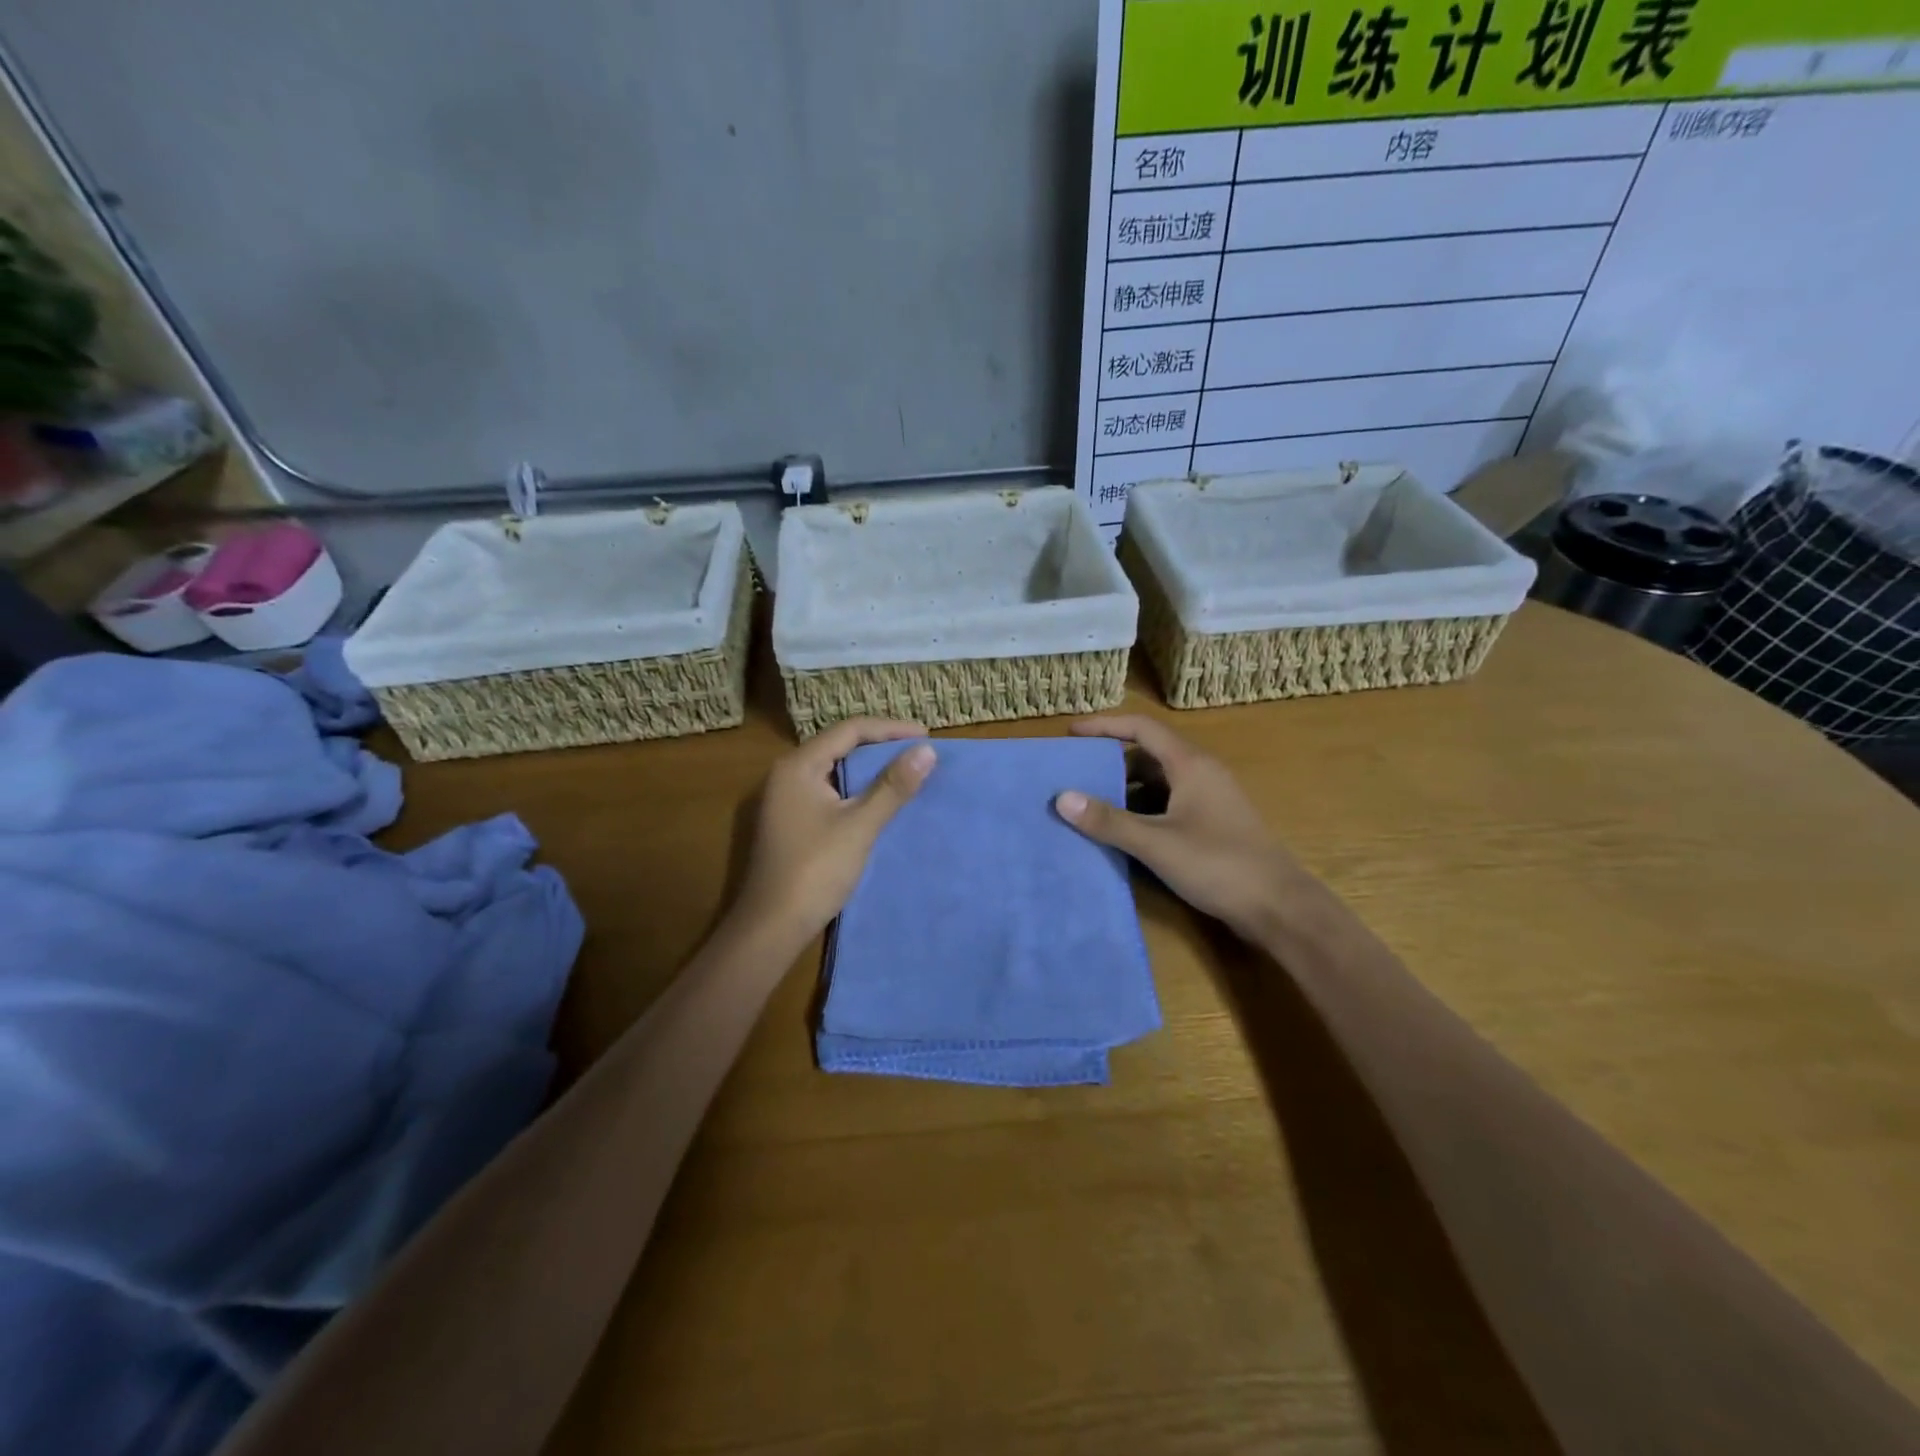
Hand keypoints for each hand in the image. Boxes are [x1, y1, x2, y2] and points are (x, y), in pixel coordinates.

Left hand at [732, 718, 935, 945]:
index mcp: (798, 766)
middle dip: (881, 746)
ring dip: (870, 769)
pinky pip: (831, 791)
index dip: (890, 729)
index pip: (849, 730)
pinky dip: (858, 789)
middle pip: (840, 745)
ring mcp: (787, 799)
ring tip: (907, 771)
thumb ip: (893, 786)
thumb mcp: (860, 825)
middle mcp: (788, 774)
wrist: (772, 927)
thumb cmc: (815, 870)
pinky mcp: (792, 821)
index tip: (927, 737)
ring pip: (836, 770)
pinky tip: (880, 800)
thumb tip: (927, 751)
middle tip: (919, 751)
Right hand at [1055, 714, 1303, 940]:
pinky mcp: (1212, 824)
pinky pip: (1168, 804)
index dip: (1105, 725)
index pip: (1142, 728)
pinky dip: (1142, 810)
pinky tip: (1124, 832)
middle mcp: (1201, 774)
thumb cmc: (1218, 865)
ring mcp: (1209, 800)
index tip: (1071, 732)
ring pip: (1159, 782)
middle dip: (1111, 761)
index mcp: (1191, 765)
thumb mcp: (1157, 843)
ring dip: (1126, 789)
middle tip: (1075, 774)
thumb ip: (1109, 821)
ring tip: (1091, 805)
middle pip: (1149, 754)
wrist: (1279, 907)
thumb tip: (1062, 797)